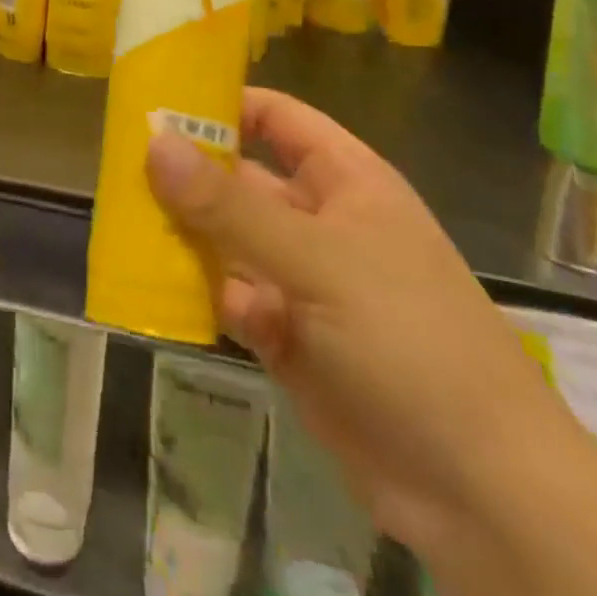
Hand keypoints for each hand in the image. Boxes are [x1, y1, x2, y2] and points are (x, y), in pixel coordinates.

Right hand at [147, 88, 591, 561]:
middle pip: (240, 180)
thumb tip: (155, 142)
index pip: (275, 119)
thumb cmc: (407, 340)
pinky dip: (202, 295)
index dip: (222, 105)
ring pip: (228, 240)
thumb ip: (229, 205)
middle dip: (186, 175)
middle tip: (117, 168)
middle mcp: (321, 222)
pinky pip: (231, 298)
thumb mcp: (315, 259)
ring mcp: (304, 282)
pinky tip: (162, 294)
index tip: (156, 104)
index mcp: (345, 181)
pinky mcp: (288, 337)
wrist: (479, 491)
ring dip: (184, 236)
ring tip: (122, 224)